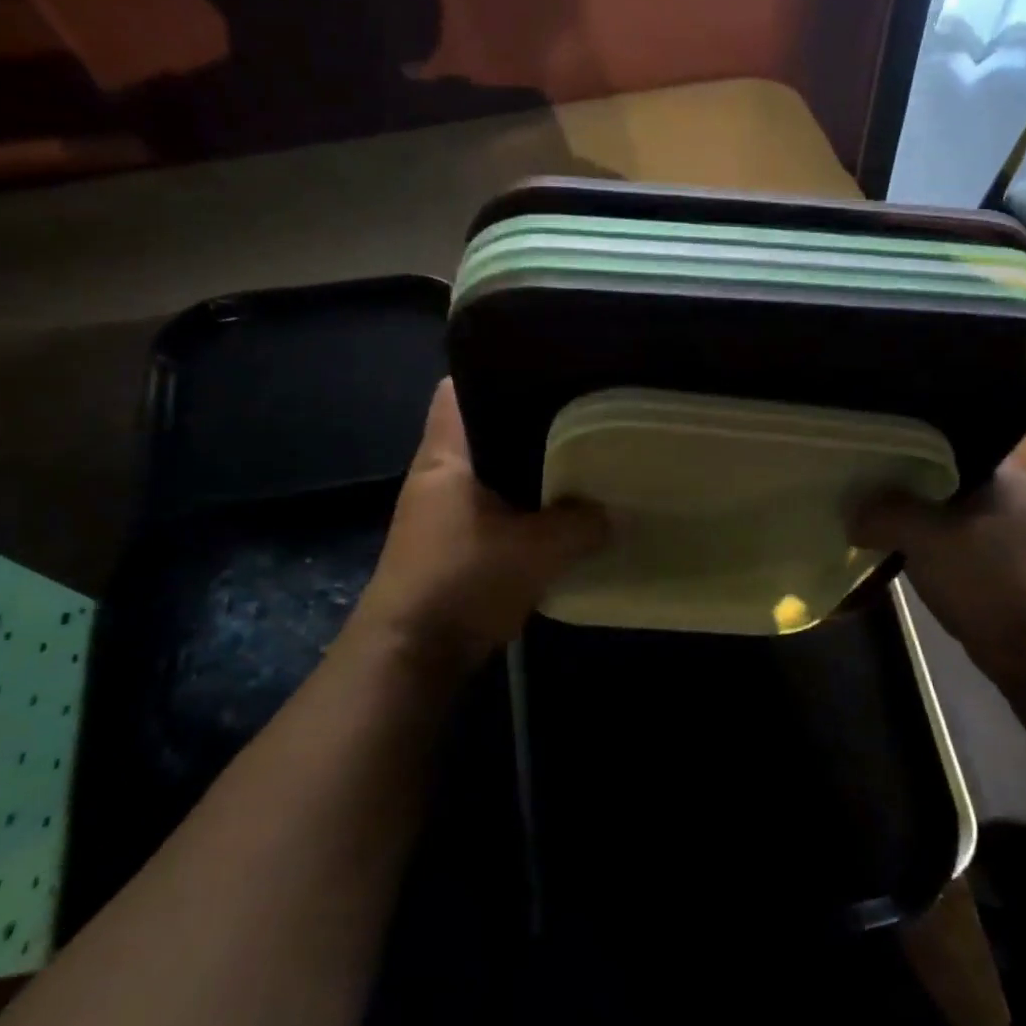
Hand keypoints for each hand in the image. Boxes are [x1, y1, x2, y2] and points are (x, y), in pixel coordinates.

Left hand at [352, 380, 605, 677]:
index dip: (492, 371)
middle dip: (525, 424)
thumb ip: (582, 526)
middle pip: (480, 430)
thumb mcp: (536, 551)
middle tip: (578, 415)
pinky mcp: (448, 546)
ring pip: (488, 473)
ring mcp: (438, 513)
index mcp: (445, 457)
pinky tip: (555, 514)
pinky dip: (519, 507)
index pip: (456, 390)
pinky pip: (490, 509)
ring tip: (575, 460)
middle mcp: (435, 476)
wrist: (409, 657)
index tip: (541, 368)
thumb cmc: (462, 582)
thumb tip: (616, 513)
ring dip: (523, 471)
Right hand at [850, 456, 1025, 690]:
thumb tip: (850, 512)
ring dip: (911, 511)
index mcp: (1006, 469)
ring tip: (864, 506)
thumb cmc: (994, 580)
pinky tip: (890, 542)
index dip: (904, 435)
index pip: (947, 434)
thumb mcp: (928, 538)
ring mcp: (1007, 528)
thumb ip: (884, 514)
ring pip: (944, 505)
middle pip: (942, 469)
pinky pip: (950, 536)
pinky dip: (923, 539)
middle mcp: (1011, 490)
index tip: (867, 441)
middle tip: (857, 474)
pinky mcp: (998, 562)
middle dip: (901, 476)